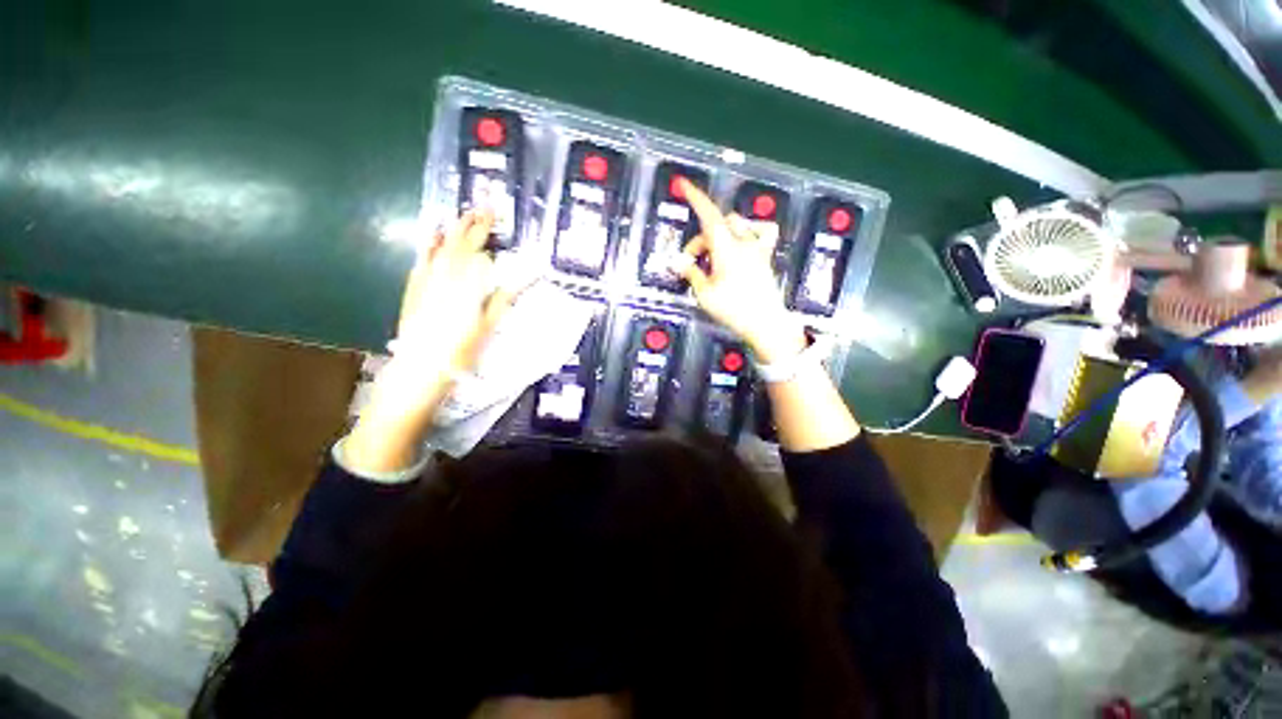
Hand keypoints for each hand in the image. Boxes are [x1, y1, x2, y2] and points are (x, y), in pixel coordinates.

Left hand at [393, 210, 515, 374]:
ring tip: (461, 215)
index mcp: (467, 283)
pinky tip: (433, 237)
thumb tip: (524, 275)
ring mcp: (426, 279)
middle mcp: (445, 275)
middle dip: (472, 224)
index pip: (479, 249)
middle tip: (482, 207)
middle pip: (459, 243)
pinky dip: (430, 245)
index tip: (494, 214)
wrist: (422, 365)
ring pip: (440, 247)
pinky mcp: (414, 287)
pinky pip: (423, 258)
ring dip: (453, 230)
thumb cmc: (463, 348)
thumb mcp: (490, 324)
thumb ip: (505, 295)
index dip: (486, 231)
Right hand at [673, 179, 805, 362]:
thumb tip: (679, 262)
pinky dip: (750, 231)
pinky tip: (743, 241)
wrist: (765, 323)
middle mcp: (743, 243)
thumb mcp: (705, 293)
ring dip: (720, 234)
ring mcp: (757, 249)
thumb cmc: (734, 310)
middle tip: (691, 262)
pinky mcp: (764, 257)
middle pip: (717, 225)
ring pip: (737, 224)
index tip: (684, 184)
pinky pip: (761, 232)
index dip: (696, 198)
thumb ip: (692, 273)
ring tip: (712, 256)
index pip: (709, 215)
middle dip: (700, 240)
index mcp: (726, 249)